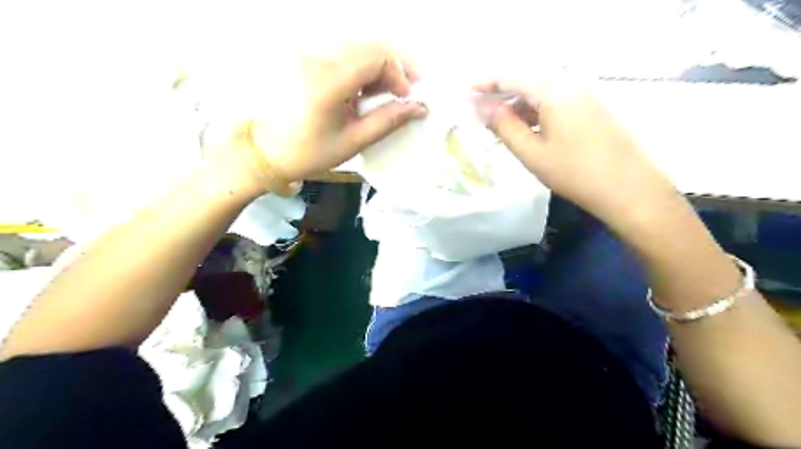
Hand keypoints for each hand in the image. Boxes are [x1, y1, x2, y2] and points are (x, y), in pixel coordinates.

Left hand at [246, 42, 427, 193]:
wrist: (270, 150)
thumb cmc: (312, 152)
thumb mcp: (354, 140)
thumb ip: (388, 120)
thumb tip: (419, 107)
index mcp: (328, 82)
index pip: (375, 57)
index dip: (399, 73)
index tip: (406, 97)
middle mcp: (319, 59)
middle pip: (370, 45)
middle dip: (396, 64)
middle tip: (410, 87)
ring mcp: (312, 56)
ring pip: (359, 46)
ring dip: (382, 63)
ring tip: (392, 89)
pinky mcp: (310, 60)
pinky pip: (346, 53)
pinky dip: (366, 66)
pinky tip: (370, 86)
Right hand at [474, 78, 681, 223]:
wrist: (629, 189)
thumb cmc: (575, 173)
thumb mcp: (532, 152)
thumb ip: (504, 126)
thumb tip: (482, 107)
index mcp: (555, 91)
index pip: (513, 75)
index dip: (486, 81)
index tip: (466, 91)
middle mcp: (572, 85)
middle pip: (528, 80)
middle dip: (501, 92)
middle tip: (480, 111)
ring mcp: (586, 97)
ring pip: (543, 92)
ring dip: (518, 104)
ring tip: (499, 123)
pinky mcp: (593, 110)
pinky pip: (557, 102)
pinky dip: (536, 111)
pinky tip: (526, 128)